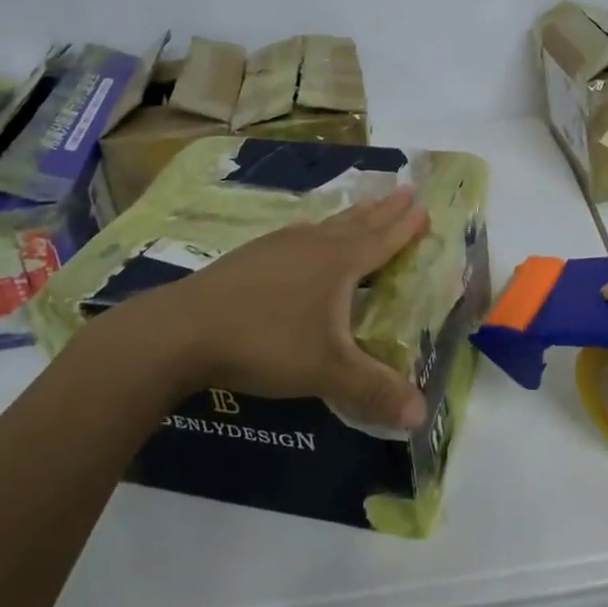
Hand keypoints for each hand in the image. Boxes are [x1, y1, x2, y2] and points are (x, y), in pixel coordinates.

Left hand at [89, 189, 431, 433]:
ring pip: (326, 224)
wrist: (183, 330)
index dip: (405, 226)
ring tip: (364, 206)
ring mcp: (278, 246)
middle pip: (357, 222)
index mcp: (338, 263)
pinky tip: (303, 236)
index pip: (382, 240)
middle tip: (406, 190)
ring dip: (351, 216)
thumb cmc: (266, 343)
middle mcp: (313, 245)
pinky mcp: (250, 256)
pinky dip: (315, 230)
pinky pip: (297, 235)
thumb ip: (374, 390)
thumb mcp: (326, 372)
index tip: (424, 205)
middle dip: (385, 209)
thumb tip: (422, 416)